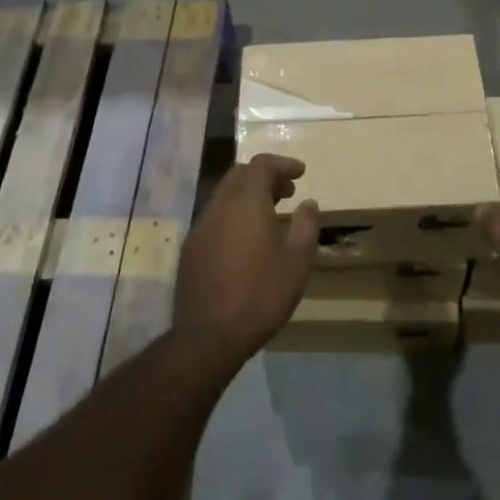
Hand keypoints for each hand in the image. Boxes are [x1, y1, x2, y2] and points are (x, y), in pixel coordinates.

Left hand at [173, 154, 319, 367]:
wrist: (209, 336)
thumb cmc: (260, 294)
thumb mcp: (297, 261)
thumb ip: (306, 226)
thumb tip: (308, 204)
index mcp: (245, 201)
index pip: (261, 165)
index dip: (282, 164)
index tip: (301, 173)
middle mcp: (219, 206)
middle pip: (240, 175)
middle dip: (264, 177)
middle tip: (287, 192)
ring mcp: (201, 227)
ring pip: (225, 196)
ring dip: (248, 196)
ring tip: (271, 215)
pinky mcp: (191, 249)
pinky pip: (215, 218)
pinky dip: (234, 215)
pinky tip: (247, 241)